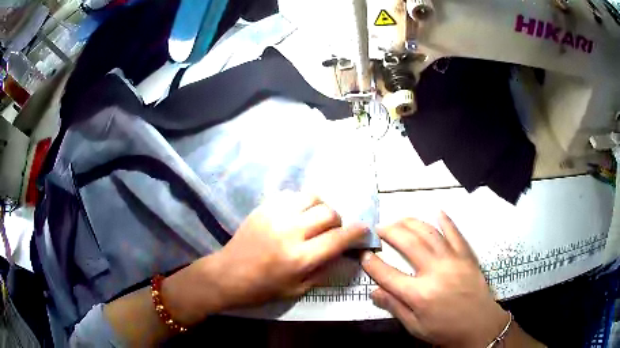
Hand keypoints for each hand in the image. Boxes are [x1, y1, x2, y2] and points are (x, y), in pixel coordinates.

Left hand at [210, 191, 367, 309]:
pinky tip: (295, 214)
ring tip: (314, 218)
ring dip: (320, 207)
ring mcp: (275, 216)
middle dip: (338, 221)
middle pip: (328, 213)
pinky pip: (291, 195)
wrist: (227, 275)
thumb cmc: (263, 288)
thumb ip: (324, 270)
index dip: (357, 232)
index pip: (339, 238)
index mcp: (300, 257)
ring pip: (311, 197)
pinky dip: (300, 202)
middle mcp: (290, 232)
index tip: (363, 229)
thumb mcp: (298, 289)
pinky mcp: (263, 208)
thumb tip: (344, 254)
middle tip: (332, 230)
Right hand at [362, 213, 508, 347]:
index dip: (372, 263)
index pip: (388, 274)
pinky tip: (437, 211)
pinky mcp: (467, 255)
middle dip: (390, 232)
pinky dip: (445, 220)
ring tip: (399, 219)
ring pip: (429, 233)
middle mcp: (435, 272)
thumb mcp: (415, 327)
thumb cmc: (445, 330)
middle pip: (408, 244)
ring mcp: (453, 260)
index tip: (363, 255)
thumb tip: (374, 292)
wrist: (480, 325)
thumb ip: (395, 307)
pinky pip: (455, 233)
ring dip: (412, 222)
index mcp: (419, 294)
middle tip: (380, 228)